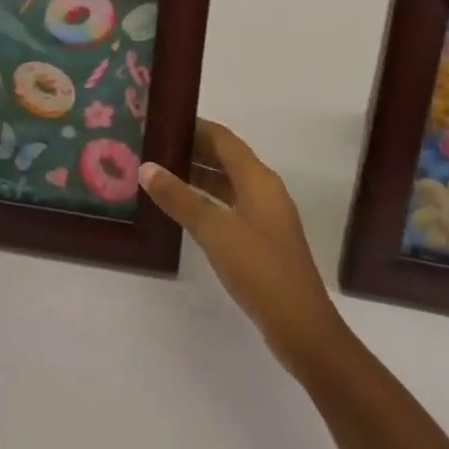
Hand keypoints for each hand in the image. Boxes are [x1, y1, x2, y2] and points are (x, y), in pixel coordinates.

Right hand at [141, 119, 348, 375]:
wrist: (302, 328)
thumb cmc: (259, 269)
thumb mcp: (214, 230)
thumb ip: (179, 198)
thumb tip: (146, 167)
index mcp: (258, 178)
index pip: (222, 138)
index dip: (194, 126)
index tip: (162, 120)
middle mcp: (264, 189)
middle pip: (226, 157)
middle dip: (193, 149)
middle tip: (155, 145)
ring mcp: (266, 215)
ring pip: (228, 182)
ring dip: (199, 175)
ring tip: (162, 173)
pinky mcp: (263, 238)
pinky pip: (231, 204)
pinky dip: (208, 199)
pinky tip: (185, 209)